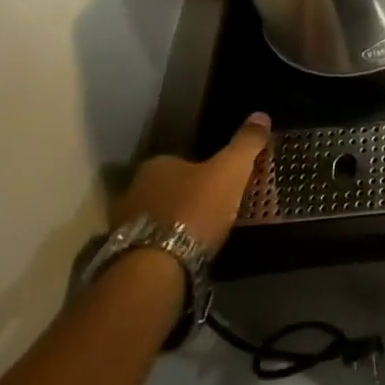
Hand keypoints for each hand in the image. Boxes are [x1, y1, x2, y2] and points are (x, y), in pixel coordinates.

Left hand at [111, 113, 271, 255]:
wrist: (155, 269)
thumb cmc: (194, 210)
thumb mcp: (230, 171)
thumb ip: (246, 143)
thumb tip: (261, 115)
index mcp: (157, 165)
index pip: (181, 160)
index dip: (203, 169)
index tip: (222, 181)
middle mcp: (134, 189)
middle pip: (168, 188)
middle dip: (188, 196)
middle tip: (215, 208)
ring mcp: (123, 225)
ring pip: (157, 216)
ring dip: (175, 223)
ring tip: (201, 235)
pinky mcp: (122, 256)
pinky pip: (150, 243)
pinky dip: (165, 246)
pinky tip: (184, 255)